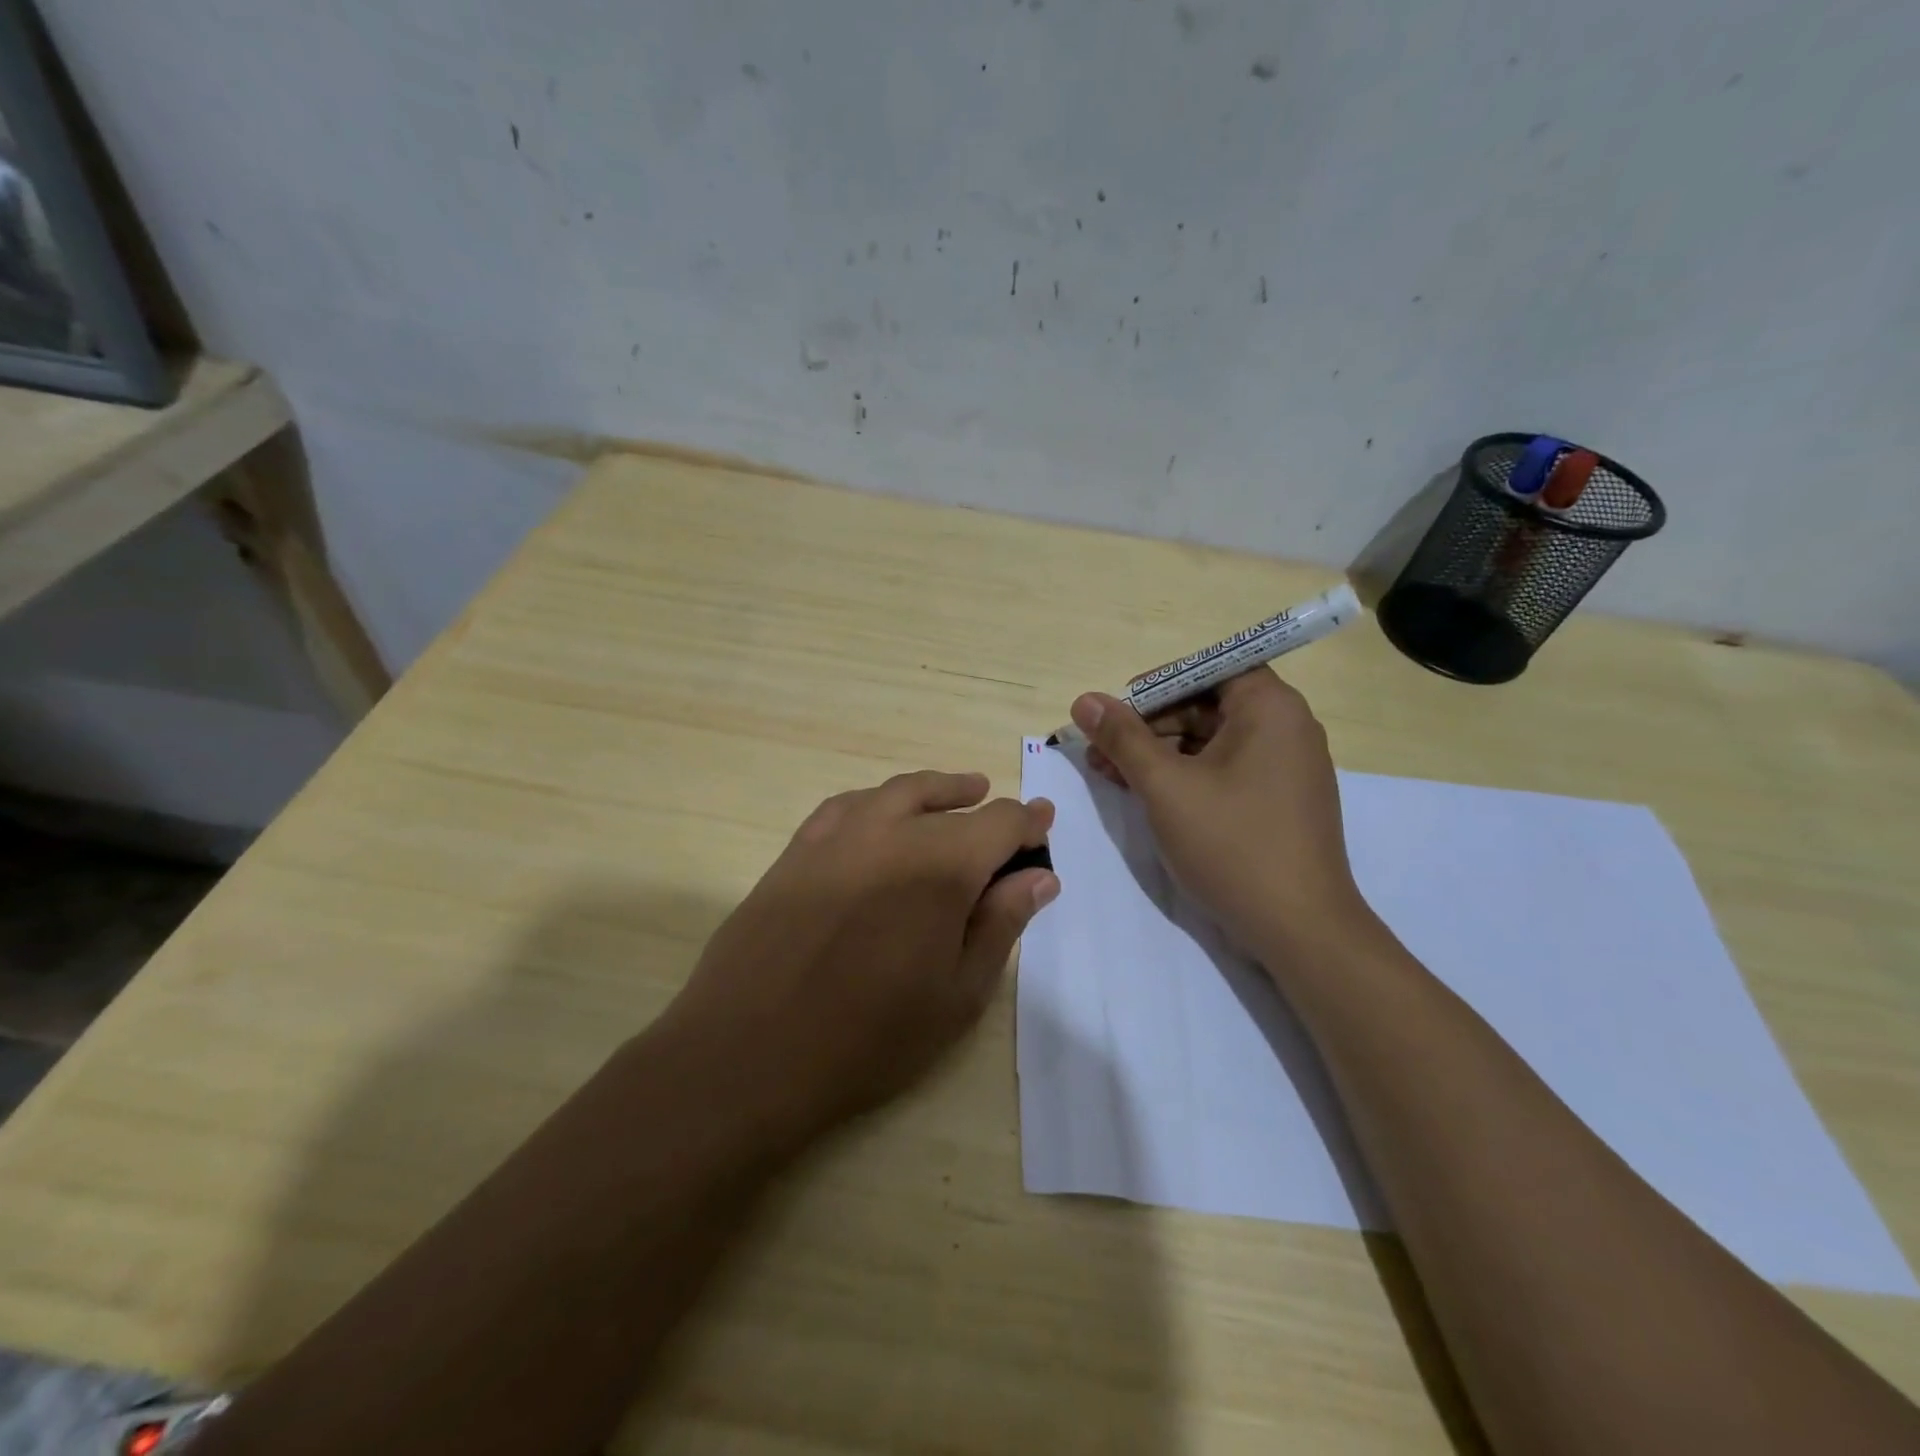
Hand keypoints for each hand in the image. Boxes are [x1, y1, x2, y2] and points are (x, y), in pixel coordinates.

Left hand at [665, 771, 1057, 1143]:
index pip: (999, 823)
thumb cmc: (869, 1037)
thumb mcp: (958, 994)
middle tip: (1007, 824)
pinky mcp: (797, 849)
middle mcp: (891, 832)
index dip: (1028, 823)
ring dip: (937, 791)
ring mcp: (837, 835)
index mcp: (940, 865)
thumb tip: (1040, 876)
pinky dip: (880, 801)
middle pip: (952, 804)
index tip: (1044, 826)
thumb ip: (1001, 924)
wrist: (749, 1053)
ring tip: (961, 793)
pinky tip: (883, 815)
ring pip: (899, 792)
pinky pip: (848, 805)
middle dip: (987, 812)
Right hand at [1072, 669, 1376, 961]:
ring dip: (1160, 754)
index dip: (1158, 685)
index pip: (1208, 669)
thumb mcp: (1166, 786)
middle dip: (1149, 725)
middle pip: (1206, 706)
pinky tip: (1146, 795)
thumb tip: (1084, 700)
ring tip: (1110, 775)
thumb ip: (1123, 738)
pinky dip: (1186, 777)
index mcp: (1270, 708)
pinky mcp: (1279, 802)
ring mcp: (1286, 768)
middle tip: (1101, 750)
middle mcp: (1286, 728)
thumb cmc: (1232, 844)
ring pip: (1212, 742)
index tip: (1116, 710)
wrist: (1299, 929)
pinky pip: (1226, 771)